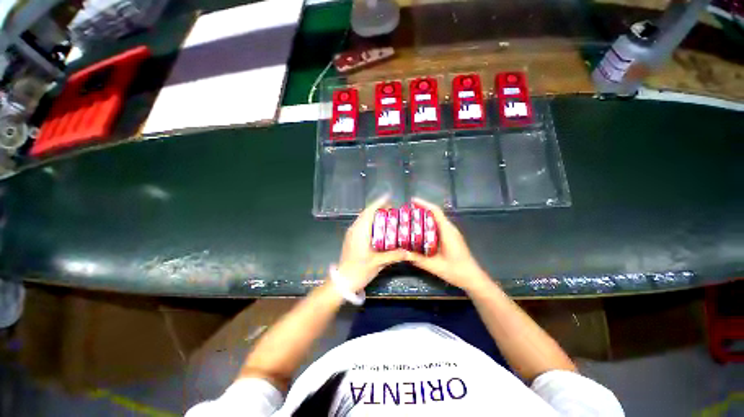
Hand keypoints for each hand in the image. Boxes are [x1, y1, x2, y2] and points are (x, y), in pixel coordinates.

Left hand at [338, 196, 406, 291]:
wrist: (343, 281)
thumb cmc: (359, 270)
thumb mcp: (378, 263)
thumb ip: (394, 256)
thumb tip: (410, 252)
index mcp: (360, 232)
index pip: (369, 212)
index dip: (379, 203)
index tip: (389, 197)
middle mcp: (354, 229)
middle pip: (366, 213)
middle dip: (378, 207)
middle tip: (392, 208)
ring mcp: (351, 233)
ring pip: (363, 218)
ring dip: (373, 214)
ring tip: (387, 215)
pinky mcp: (351, 238)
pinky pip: (361, 224)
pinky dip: (370, 221)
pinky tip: (378, 227)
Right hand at [406, 198, 489, 292]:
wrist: (472, 278)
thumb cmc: (456, 271)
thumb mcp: (435, 266)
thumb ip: (418, 259)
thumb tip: (402, 252)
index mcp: (447, 231)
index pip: (436, 212)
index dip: (424, 204)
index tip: (412, 200)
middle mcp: (450, 229)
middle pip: (435, 213)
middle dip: (421, 209)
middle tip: (406, 211)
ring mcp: (451, 232)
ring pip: (437, 219)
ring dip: (425, 216)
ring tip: (410, 218)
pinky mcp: (451, 237)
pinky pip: (438, 226)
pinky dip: (428, 224)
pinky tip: (419, 230)